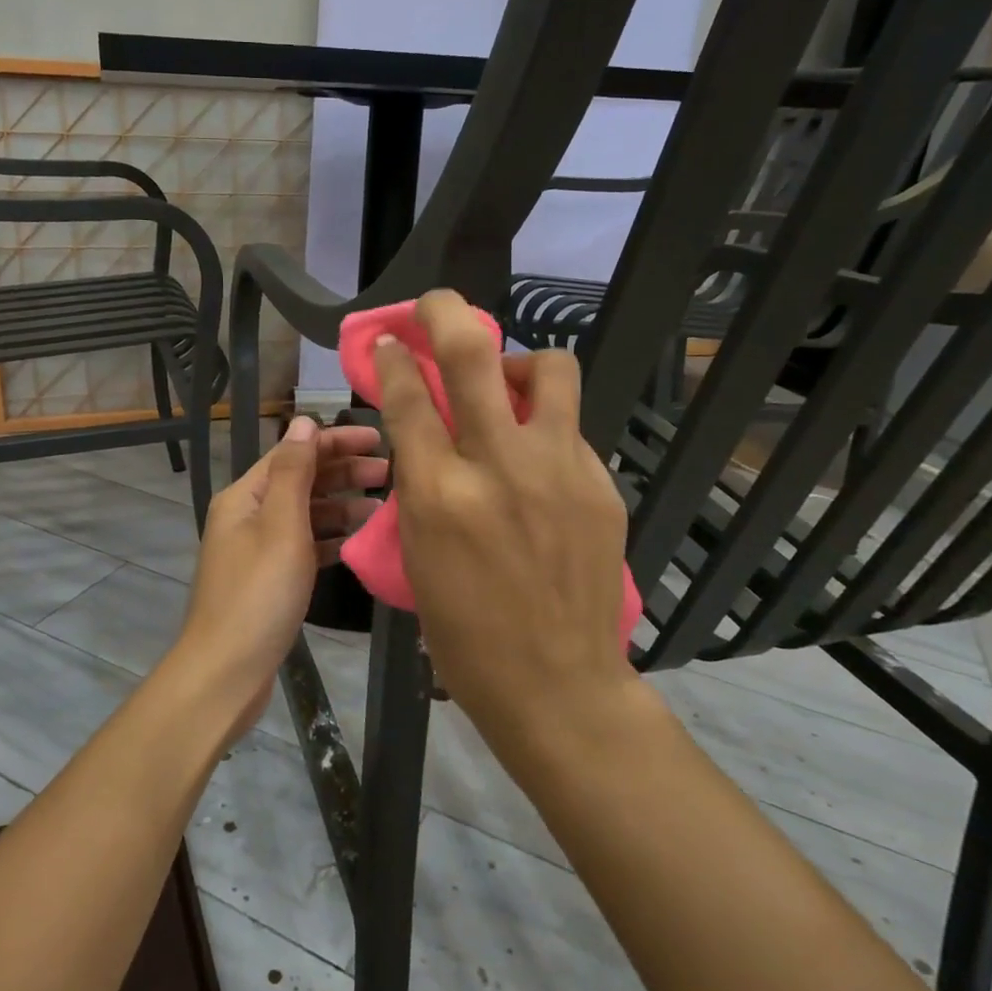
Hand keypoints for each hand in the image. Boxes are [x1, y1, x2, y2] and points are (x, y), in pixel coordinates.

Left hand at [168, 417, 385, 741]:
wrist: (227, 672)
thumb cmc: (259, 594)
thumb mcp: (281, 526)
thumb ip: (295, 472)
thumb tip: (304, 420)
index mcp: (246, 495)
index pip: (294, 451)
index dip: (336, 441)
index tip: (380, 439)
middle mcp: (249, 515)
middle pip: (301, 480)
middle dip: (344, 472)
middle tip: (391, 474)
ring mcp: (258, 548)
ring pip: (306, 513)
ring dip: (342, 506)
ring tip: (383, 509)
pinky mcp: (270, 578)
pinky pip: (305, 545)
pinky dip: (331, 539)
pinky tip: (360, 541)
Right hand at [373, 291, 633, 746]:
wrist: (556, 682)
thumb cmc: (466, 634)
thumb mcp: (419, 556)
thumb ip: (420, 484)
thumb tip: (424, 432)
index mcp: (439, 495)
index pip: (408, 398)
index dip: (395, 358)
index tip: (392, 340)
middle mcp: (499, 467)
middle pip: (472, 356)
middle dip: (445, 313)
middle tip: (435, 307)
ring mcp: (558, 470)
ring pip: (547, 369)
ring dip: (516, 363)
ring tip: (504, 388)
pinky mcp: (599, 483)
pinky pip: (568, 428)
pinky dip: (543, 426)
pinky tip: (535, 460)